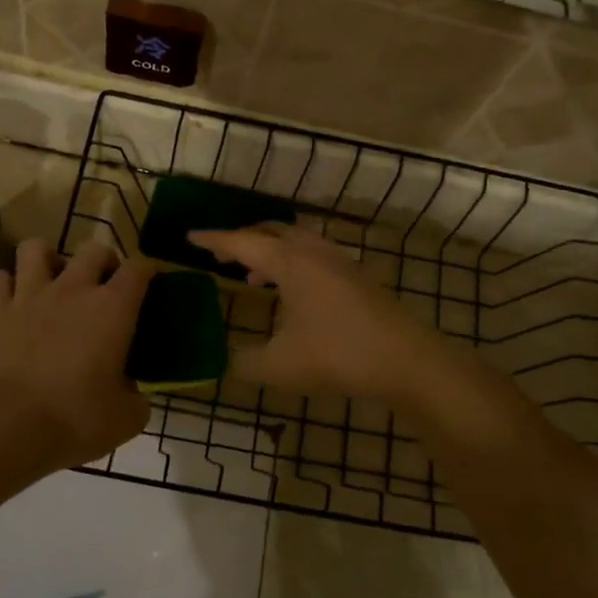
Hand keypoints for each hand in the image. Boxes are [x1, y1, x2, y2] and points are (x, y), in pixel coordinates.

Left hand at [0, 239, 153, 472]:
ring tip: (51, 281)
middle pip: (94, 249)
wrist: (7, 426)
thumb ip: (136, 397)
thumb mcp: (127, 418)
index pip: (138, 269)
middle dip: (103, 261)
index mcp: (113, 308)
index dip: (147, 272)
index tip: (149, 285)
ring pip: (36, 249)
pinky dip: (5, 285)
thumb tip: (132, 392)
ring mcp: (29, 295)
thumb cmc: (75, 420)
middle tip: (103, 285)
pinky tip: (11, 301)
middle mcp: (73, 289)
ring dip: (47, 258)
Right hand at [187, 225, 452, 404]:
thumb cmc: (338, 356)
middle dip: (243, 240)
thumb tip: (223, 361)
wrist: (407, 360)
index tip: (190, 236)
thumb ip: (244, 363)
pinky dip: (292, 262)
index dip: (214, 239)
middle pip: (272, 231)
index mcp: (290, 263)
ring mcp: (340, 262)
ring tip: (253, 276)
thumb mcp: (280, 366)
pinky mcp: (358, 277)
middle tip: (221, 257)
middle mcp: (314, 253)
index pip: (242, 242)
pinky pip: (314, 255)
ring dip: (270, 250)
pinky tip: (293, 294)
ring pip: (296, 241)